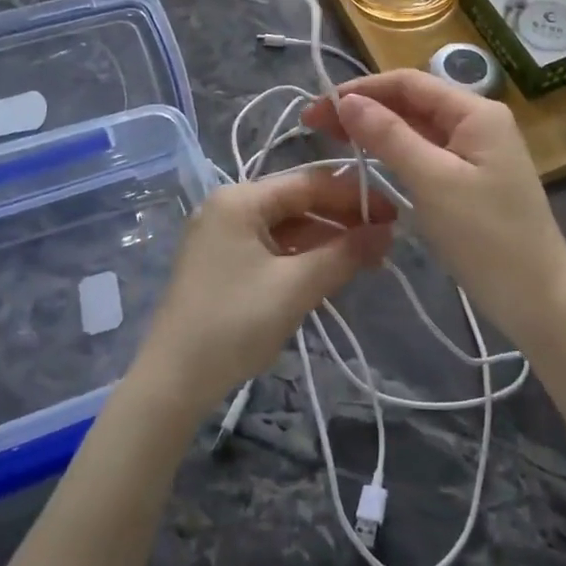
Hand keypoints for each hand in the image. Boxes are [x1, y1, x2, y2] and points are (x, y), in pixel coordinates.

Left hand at [133, 168, 394, 415]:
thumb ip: (344, 254)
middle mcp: (228, 206)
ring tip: (366, 257)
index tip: (393, 214)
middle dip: (341, 219)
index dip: (354, 196)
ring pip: (286, 226)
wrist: (172, 382)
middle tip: (384, 240)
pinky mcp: (221, 261)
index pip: (309, 183)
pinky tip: (330, 269)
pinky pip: (271, 246)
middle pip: (297, 201)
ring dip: (325, 239)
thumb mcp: (296, 287)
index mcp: (241, 199)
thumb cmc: (234, 324)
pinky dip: (301, 255)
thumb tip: (386, 232)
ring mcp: (222, 234)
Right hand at [301, 70, 565, 344]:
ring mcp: (477, 152)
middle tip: (314, 126)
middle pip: (412, 102)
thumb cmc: (487, 238)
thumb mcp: (433, 182)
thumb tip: (346, 101)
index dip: (360, 90)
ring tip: (333, 140)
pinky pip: (427, 154)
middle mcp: (478, 122)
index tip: (317, 109)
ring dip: (377, 130)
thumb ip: (389, 136)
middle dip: (365, 108)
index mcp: (475, 112)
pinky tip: (370, 161)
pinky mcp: (471, 179)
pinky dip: (396, 153)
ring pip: (418, 128)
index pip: (408, 83)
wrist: (540, 300)